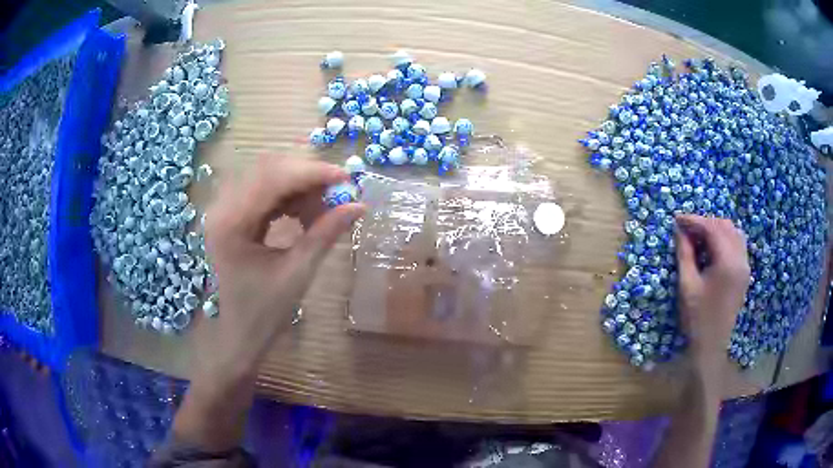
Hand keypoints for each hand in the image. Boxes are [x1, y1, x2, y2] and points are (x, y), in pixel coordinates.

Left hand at [200, 155, 364, 382]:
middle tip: (339, 192)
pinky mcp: (232, 214)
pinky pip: (265, 192)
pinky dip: (289, 197)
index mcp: (230, 223)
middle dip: (307, 177)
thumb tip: (359, 206)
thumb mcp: (298, 272)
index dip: (311, 173)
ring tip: (324, 208)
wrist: (241, 333)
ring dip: (300, 186)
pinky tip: (305, 213)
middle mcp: (222, 208)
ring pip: (268, 178)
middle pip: (268, 171)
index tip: (346, 178)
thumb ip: (325, 234)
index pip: (272, 180)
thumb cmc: (265, 312)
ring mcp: (225, 209)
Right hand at [675, 214, 749, 373]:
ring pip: (734, 233)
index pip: (712, 228)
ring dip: (716, 229)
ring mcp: (745, 266)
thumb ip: (685, 253)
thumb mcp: (687, 285)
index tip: (677, 219)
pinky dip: (725, 239)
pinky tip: (712, 248)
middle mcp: (741, 259)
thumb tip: (679, 229)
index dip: (694, 220)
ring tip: (699, 237)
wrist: (710, 346)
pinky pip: (738, 244)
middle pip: (725, 226)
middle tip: (686, 229)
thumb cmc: (697, 318)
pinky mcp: (745, 273)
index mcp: (727, 262)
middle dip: (705, 223)